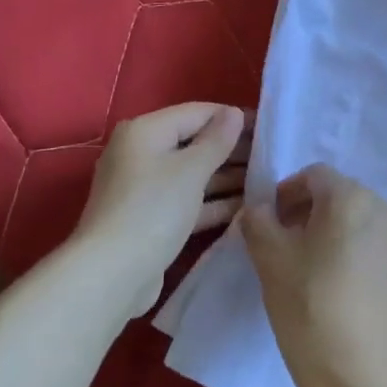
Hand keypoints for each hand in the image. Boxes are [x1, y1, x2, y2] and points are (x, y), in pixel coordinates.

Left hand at [75, 103, 248, 319]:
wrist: (113, 274)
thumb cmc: (153, 210)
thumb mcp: (191, 170)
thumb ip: (216, 140)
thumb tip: (233, 113)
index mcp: (145, 131)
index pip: (198, 112)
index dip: (234, 117)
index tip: (269, 127)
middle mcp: (142, 154)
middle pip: (195, 143)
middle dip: (233, 149)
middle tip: (273, 156)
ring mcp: (146, 188)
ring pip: (194, 174)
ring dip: (228, 177)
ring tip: (268, 179)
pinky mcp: (152, 218)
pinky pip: (189, 201)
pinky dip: (214, 202)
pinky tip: (247, 205)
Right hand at [240, 164, 386, 386]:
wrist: (354, 371)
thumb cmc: (306, 304)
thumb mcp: (268, 259)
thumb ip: (259, 220)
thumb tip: (261, 209)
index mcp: (350, 198)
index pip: (315, 176)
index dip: (289, 192)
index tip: (273, 221)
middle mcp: (386, 212)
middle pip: (345, 198)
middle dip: (316, 213)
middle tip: (294, 244)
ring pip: (368, 227)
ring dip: (344, 236)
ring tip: (323, 271)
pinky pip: (386, 256)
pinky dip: (367, 262)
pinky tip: (351, 294)